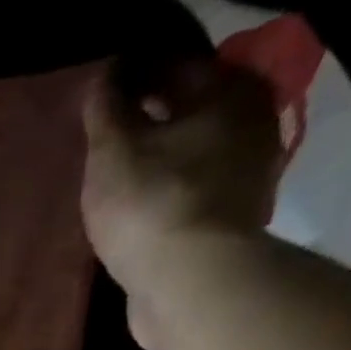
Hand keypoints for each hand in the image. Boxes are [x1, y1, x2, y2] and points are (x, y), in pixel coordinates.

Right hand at [81, 57, 283, 346]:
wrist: (190, 284)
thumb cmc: (151, 204)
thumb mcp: (112, 150)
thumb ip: (105, 109)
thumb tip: (104, 77)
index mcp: (230, 89)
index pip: (172, 65)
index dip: (131, 77)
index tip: (99, 97)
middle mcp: (251, 122)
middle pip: (188, 111)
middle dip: (149, 120)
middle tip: (105, 138)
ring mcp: (247, 176)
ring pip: (191, 155)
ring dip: (158, 161)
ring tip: (117, 178)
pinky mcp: (231, 223)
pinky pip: (191, 194)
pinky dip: (166, 195)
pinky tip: (138, 209)